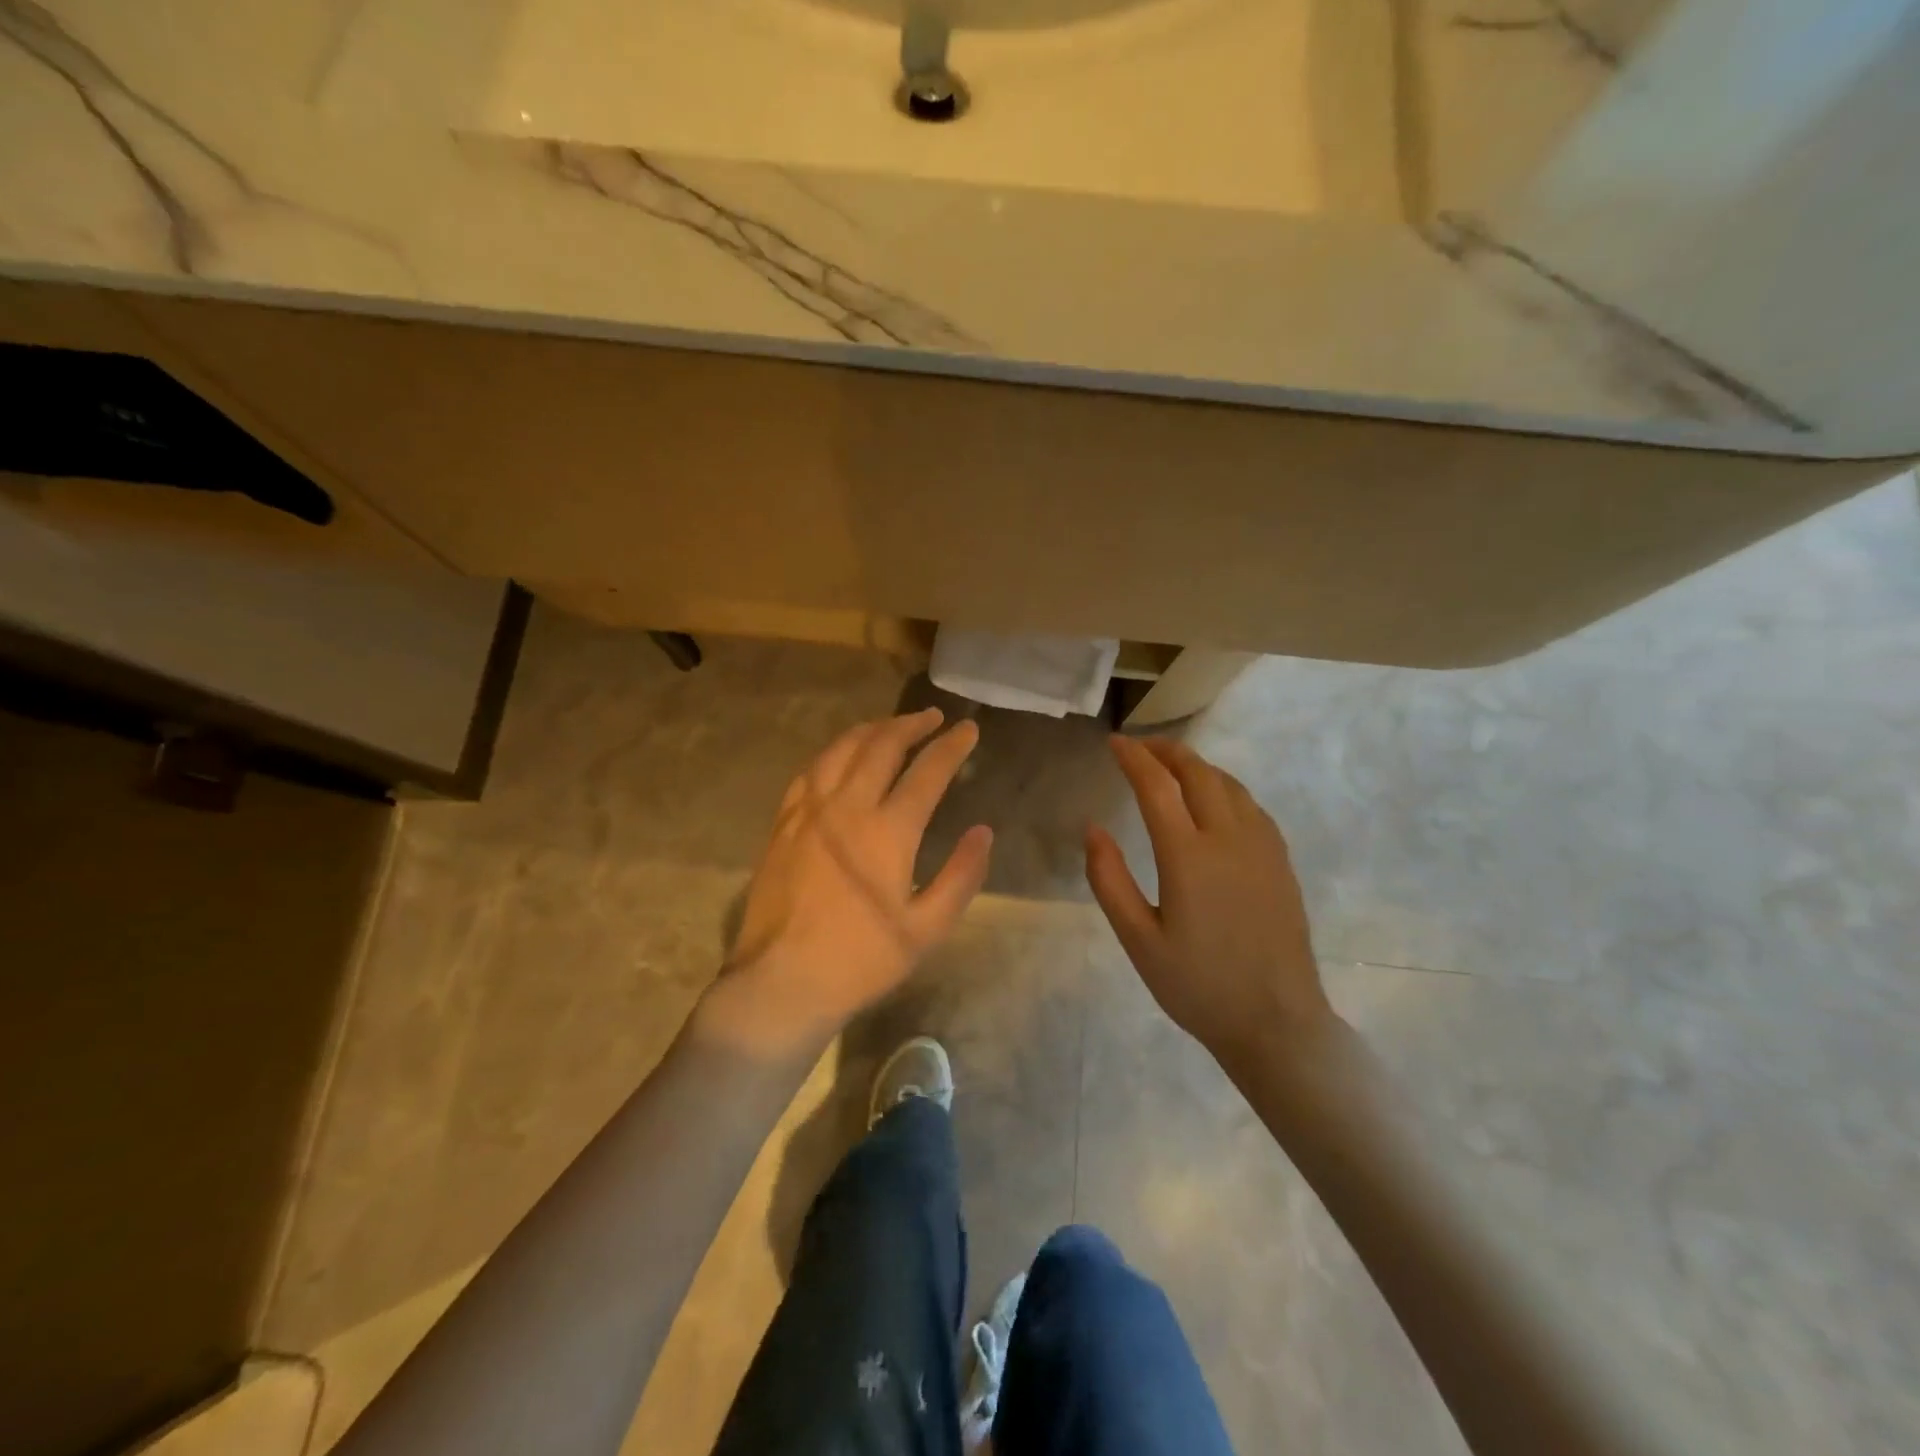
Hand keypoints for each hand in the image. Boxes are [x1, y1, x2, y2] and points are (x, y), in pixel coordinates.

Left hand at [711, 709, 992, 1056]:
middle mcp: (847, 807)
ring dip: (871, 730)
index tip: (968, 729)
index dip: (952, 746)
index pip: (927, 772)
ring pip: (841, 751)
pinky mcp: (783, 824)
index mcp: (887, 831)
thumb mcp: (927, 929)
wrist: (782, 981)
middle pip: (881, 746)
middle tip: (933, 718)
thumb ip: (961, 876)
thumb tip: (983, 832)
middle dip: (911, 725)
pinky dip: (833, 754)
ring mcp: (809, 812)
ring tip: (891, 726)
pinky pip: (810, 772)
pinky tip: (840, 757)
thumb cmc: (862, 960)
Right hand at [1085, 736, 1331, 1070]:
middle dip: (1165, 751)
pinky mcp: (1280, 861)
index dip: (1133, 758)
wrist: (1276, 1023)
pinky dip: (1224, 786)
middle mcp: (1228, 838)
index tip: (1113, 743)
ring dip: (1197, 765)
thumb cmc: (1198, 985)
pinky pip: (1251, 805)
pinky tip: (1214, 799)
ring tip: (1171, 766)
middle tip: (1139, 747)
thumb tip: (1093, 828)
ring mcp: (1261, 847)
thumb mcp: (1138, 940)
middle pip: (1197, 772)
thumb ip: (1109, 879)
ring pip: (1228, 783)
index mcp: (1188, 856)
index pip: (1156, 786)